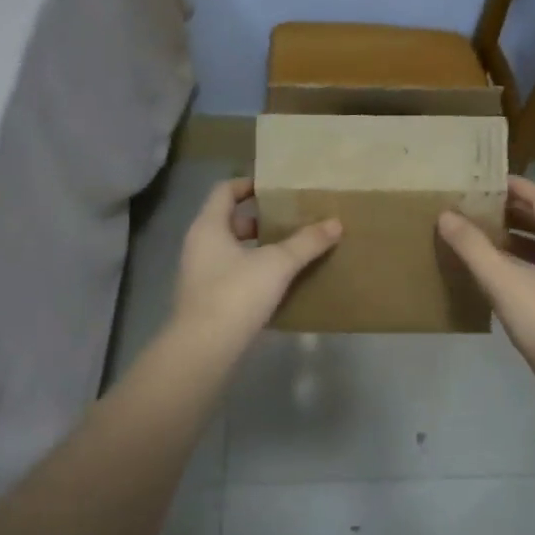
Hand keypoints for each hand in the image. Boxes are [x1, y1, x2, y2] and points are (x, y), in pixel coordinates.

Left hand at [172, 178, 341, 347]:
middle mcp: (199, 246)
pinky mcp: (208, 300)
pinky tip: (280, 283)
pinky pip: (233, 275)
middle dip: (259, 220)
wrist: (205, 349)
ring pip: (232, 250)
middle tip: (290, 220)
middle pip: (229, 221)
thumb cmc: (236, 294)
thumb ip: (306, 242)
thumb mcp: (277, 264)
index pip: (224, 191)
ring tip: (291, 250)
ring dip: (258, 248)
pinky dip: (254, 272)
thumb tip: (335, 222)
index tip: (275, 187)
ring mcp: (201, 275)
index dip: (248, 184)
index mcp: (209, 227)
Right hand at [438, 176, 534, 379]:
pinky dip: (515, 260)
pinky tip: (492, 270)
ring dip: (512, 236)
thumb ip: (473, 247)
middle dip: (510, 210)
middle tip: (477, 205)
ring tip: (478, 233)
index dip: (516, 186)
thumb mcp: (502, 280)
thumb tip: (445, 215)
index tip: (487, 180)